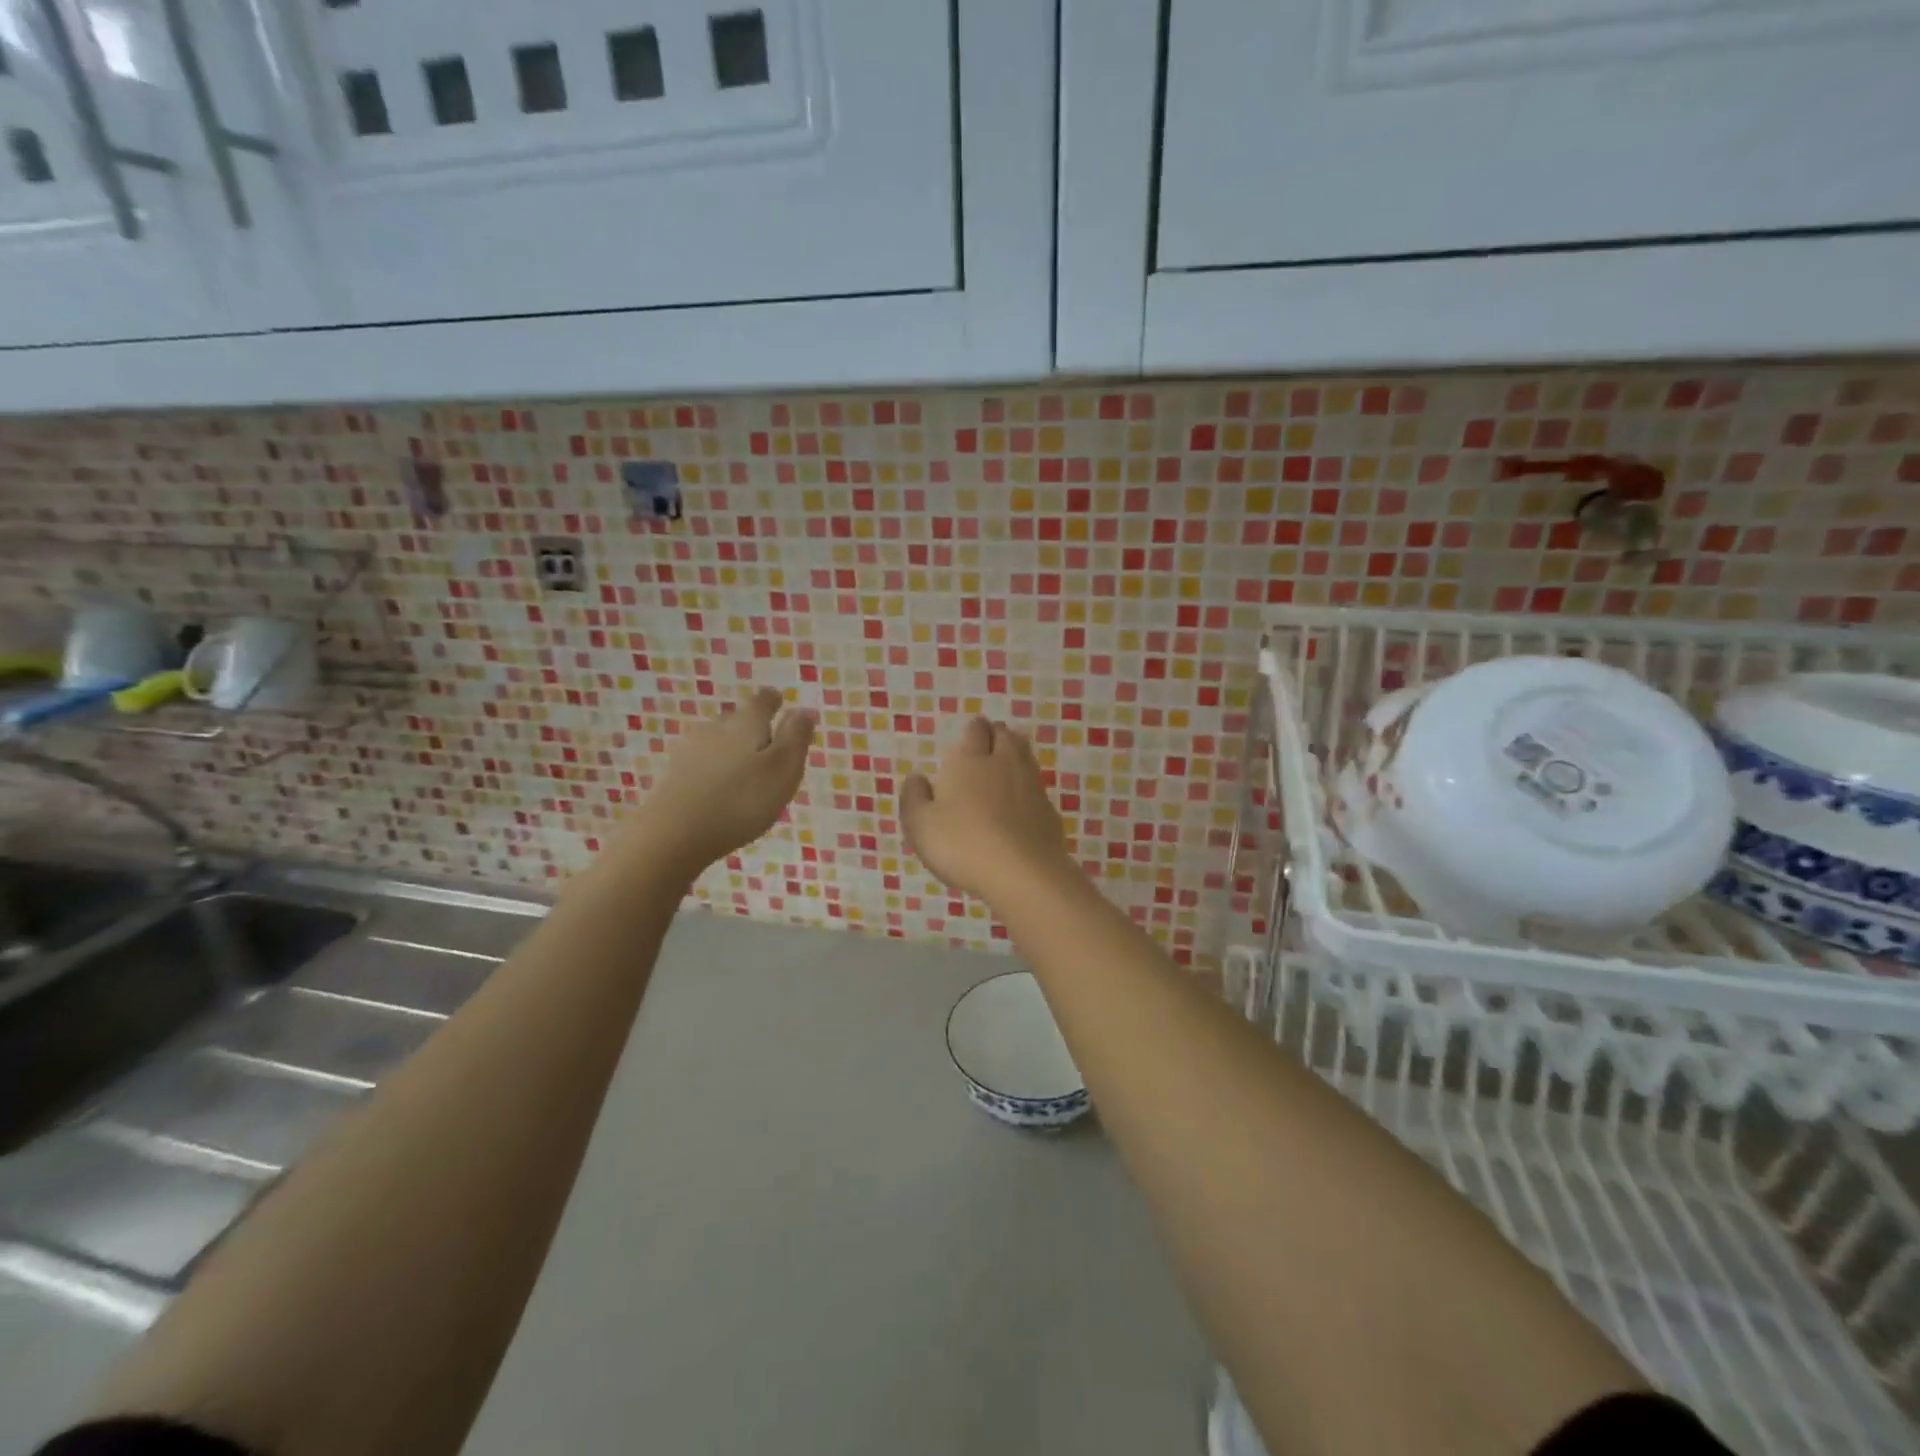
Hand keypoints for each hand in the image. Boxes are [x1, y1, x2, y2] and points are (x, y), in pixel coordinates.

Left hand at [615, 687, 815, 879]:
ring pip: (718, 740)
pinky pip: (702, 763)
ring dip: (734, 749)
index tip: (780, 703)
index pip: (762, 701)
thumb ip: (796, 738)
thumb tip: (805, 708)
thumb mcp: (783, 770)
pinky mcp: (674, 775)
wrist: (673, 835)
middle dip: (754, 727)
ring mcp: (690, 750)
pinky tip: (720, 788)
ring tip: (748, 770)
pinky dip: (715, 769)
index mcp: (747, 723)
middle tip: (770, 745)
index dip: (774, 701)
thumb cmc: (740, 801)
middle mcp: (716, 728)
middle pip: (738, 718)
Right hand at [900, 717, 1074, 903]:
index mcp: (970, 760)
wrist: (1022, 872)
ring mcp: (1032, 786)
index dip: (973, 731)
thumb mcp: (920, 825)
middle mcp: (1004, 763)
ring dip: (1015, 756)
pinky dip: (1028, 789)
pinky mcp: (1049, 811)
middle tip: (986, 747)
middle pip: (1005, 736)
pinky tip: (1020, 804)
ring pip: (1026, 757)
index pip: (976, 730)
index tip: (968, 737)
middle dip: (996, 736)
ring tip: (1004, 767)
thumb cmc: (962, 844)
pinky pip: (1037, 788)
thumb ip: (914, 798)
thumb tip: (916, 778)